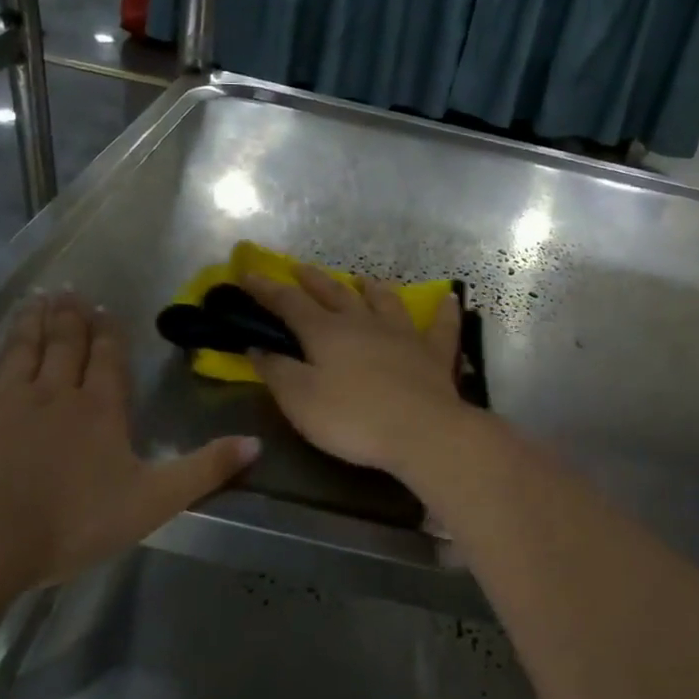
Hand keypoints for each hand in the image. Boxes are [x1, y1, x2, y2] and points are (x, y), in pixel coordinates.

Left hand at [0, 292, 256, 588]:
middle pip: (65, 344)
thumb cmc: (73, 521)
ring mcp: (4, 399)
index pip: (107, 359)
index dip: (107, 333)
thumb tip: (257, 443)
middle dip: (70, 317)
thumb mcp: (155, 500)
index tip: (103, 310)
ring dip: (30, 322)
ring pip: (21, 348)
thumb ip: (206, 469)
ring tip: (36, 299)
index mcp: (101, 408)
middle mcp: (55, 391)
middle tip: (69, 290)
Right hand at [241, 266, 470, 474]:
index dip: (267, 289)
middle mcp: (364, 323)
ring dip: (371, 288)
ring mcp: (402, 334)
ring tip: (362, 279)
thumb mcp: (301, 400)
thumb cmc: (353, 418)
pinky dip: (444, 311)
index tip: (249, 275)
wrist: (422, 431)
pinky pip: (441, 326)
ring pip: (385, 301)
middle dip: (314, 280)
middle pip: (335, 294)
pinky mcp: (434, 353)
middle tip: (299, 267)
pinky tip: (450, 298)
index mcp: (327, 332)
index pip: (290, 303)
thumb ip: (277, 371)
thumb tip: (257, 348)